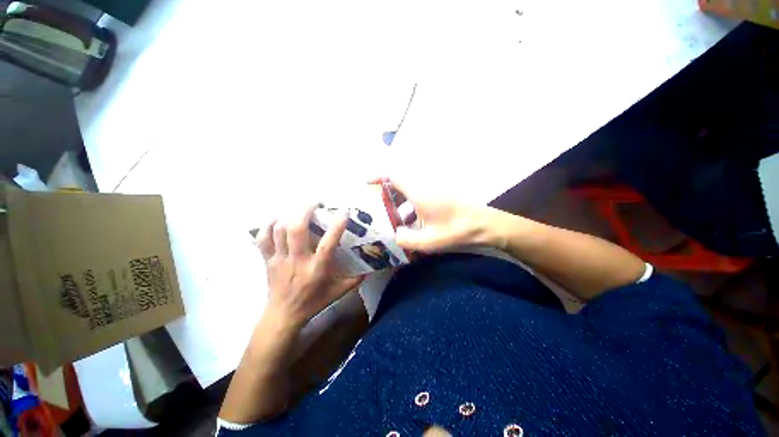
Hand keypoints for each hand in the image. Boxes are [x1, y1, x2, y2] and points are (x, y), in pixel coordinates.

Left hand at [257, 204, 362, 329]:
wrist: (283, 316)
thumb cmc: (313, 303)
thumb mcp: (338, 293)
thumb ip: (354, 280)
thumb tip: (370, 268)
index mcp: (316, 269)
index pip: (327, 244)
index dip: (336, 226)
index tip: (344, 212)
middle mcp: (297, 261)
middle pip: (297, 230)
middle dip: (305, 210)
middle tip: (316, 201)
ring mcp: (280, 260)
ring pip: (279, 230)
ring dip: (289, 214)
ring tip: (299, 208)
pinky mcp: (268, 260)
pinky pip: (262, 239)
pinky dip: (267, 225)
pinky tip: (277, 218)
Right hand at [373, 177, 502, 252]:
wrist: (486, 225)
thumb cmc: (456, 231)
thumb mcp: (428, 242)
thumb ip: (405, 240)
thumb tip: (395, 234)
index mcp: (419, 193)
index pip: (394, 176)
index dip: (379, 177)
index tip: (368, 185)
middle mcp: (425, 187)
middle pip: (400, 183)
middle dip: (387, 194)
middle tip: (378, 208)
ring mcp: (434, 190)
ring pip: (410, 191)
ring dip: (400, 202)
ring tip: (393, 219)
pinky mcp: (441, 195)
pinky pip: (420, 196)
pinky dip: (411, 206)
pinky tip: (412, 223)